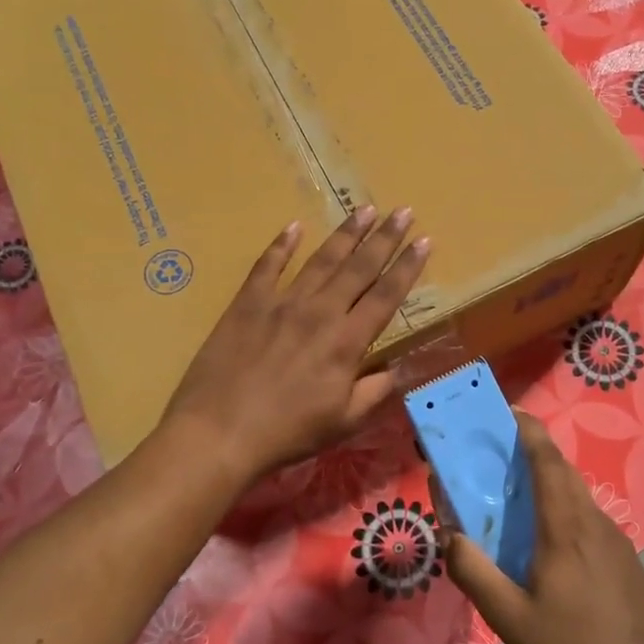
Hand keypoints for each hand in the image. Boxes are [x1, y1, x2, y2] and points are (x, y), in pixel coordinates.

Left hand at [161, 206, 428, 483]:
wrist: (219, 433)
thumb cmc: (286, 433)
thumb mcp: (343, 422)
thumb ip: (375, 391)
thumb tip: (398, 369)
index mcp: (347, 342)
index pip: (386, 296)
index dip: (408, 267)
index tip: (424, 240)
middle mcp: (320, 312)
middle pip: (359, 267)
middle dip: (385, 238)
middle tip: (403, 211)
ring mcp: (281, 303)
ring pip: (321, 260)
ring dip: (346, 233)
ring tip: (365, 209)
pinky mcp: (247, 304)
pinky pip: (267, 266)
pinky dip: (281, 245)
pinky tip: (294, 227)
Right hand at [445, 413, 643, 643]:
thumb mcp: (509, 619)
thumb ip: (474, 573)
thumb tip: (450, 535)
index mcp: (565, 528)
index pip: (548, 461)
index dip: (530, 431)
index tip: (510, 412)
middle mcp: (594, 522)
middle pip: (564, 472)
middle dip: (536, 453)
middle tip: (503, 457)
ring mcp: (617, 541)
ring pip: (580, 497)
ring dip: (552, 485)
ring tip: (522, 502)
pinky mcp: (628, 561)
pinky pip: (592, 521)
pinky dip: (568, 513)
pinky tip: (555, 550)